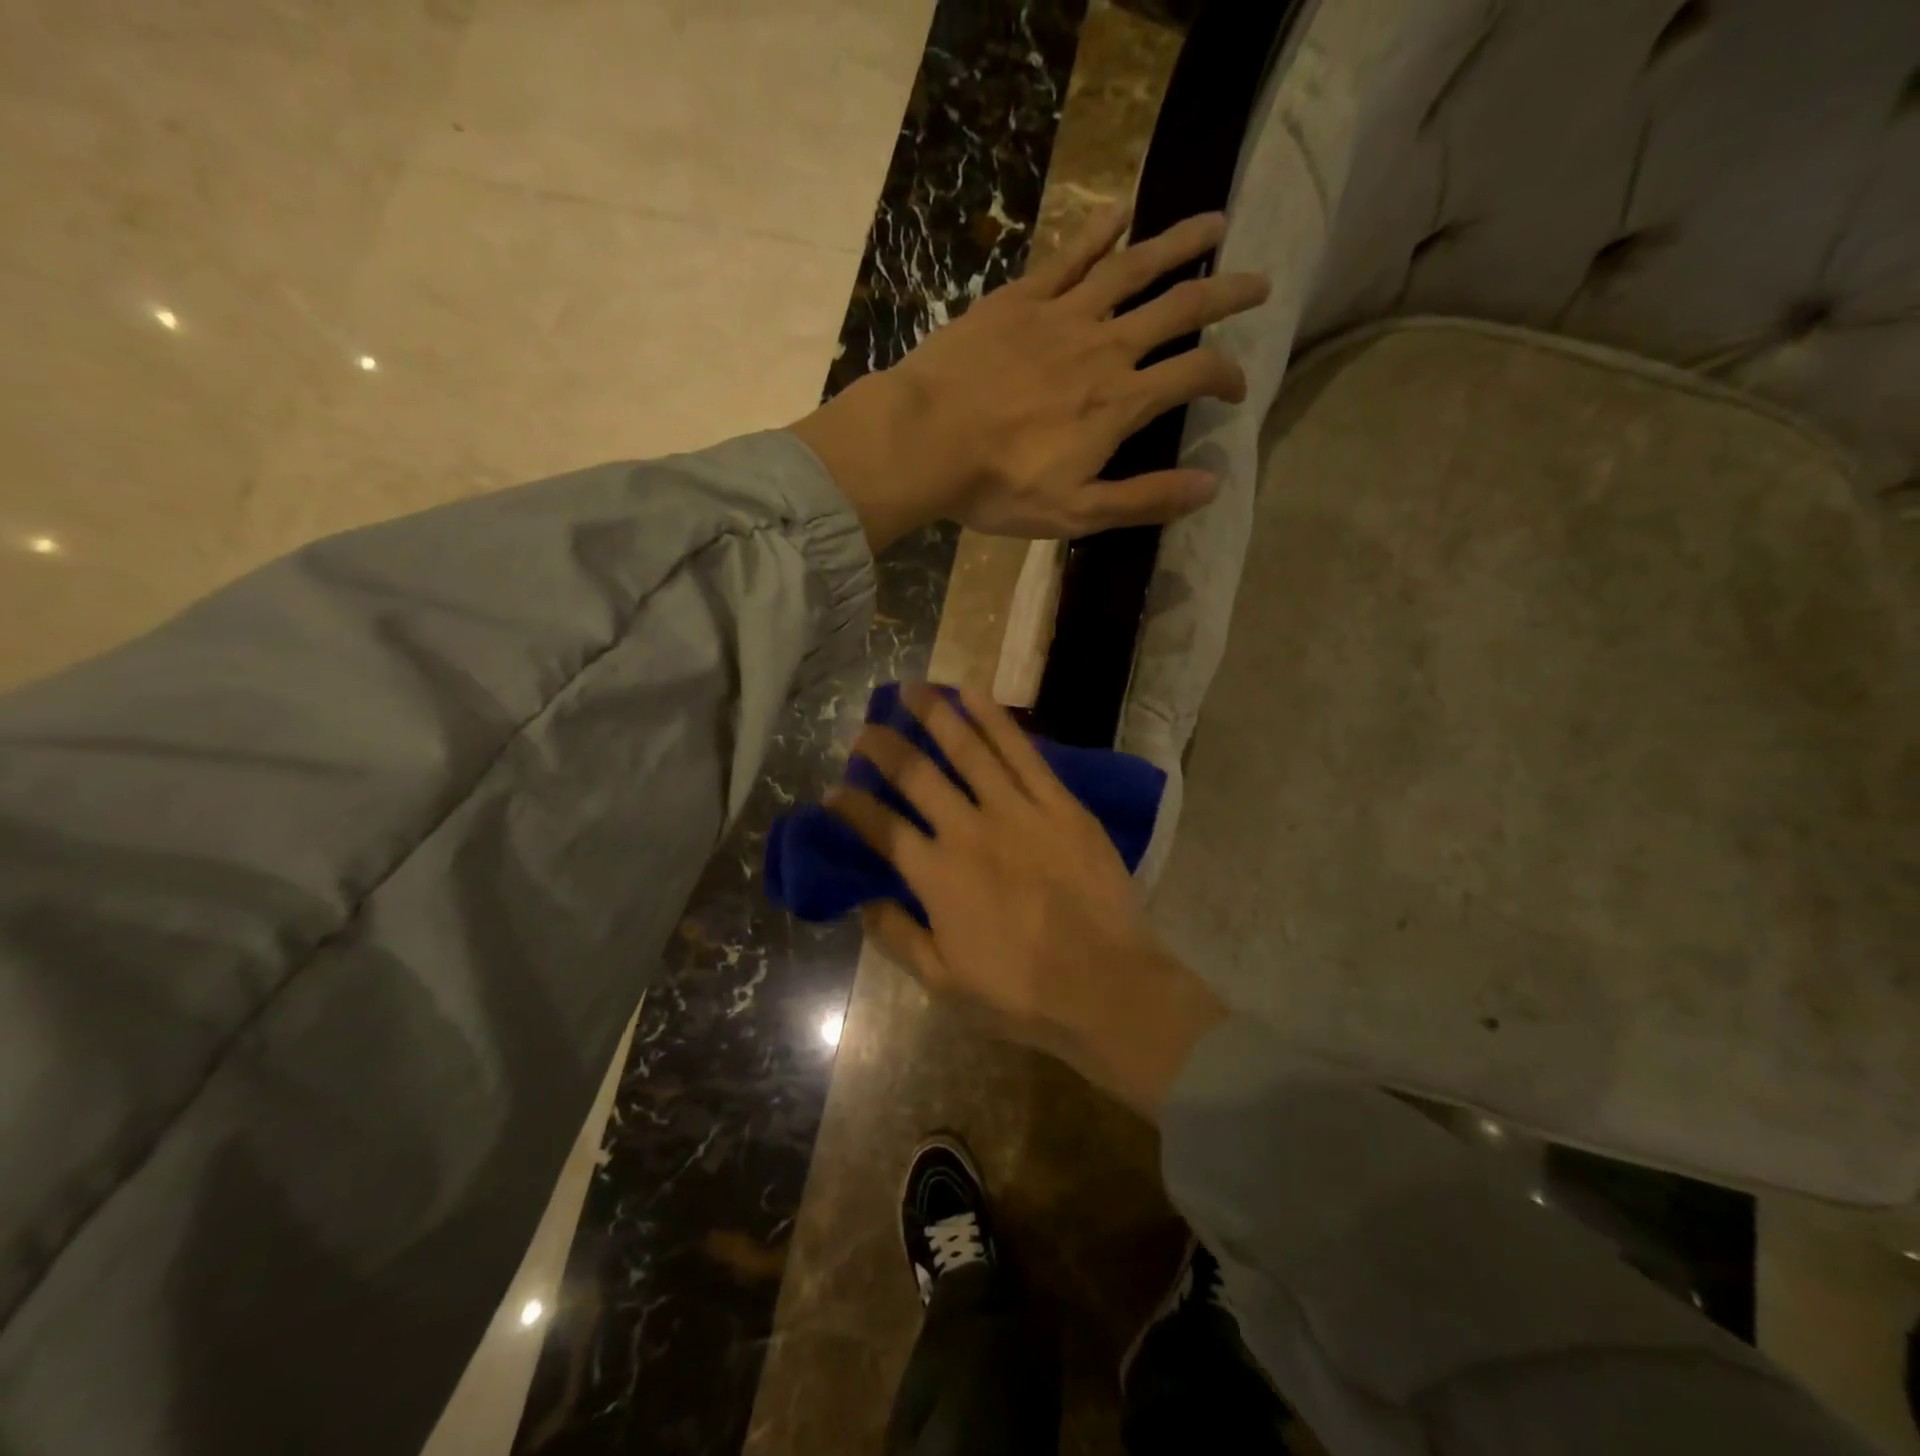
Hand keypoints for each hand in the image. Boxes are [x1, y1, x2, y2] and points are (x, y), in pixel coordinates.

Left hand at [792, 207, 1269, 551]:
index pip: (1194, 376)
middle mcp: (1104, 347)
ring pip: (1133, 267)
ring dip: (1178, 243)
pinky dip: (1099, 231)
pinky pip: (1069, 255)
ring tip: (1214, 223)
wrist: (924, 441)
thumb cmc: (998, 486)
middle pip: (1179, 308)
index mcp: (1120, 402)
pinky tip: (1122, 211)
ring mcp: (1061, 315)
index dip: (1226, 377)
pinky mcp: (1020, 298)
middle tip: (1259, 281)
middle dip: (1225, 294)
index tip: (1237, 388)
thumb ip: (1144, 498)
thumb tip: (1211, 486)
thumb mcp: (1076, 511)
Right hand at [825, 682, 1225, 1116]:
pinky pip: (1022, 752)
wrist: (1106, 984)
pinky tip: (973, 694)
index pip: (881, 827)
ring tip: (910, 690)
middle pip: (916, 775)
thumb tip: (862, 902)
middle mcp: (968, 831)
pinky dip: (995, 720)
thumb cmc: (1021, 992)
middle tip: (864, 729)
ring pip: (967, 749)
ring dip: (933, 715)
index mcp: (936, 876)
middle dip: (883, 747)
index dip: (851, 806)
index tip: (833, 790)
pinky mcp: (1058, 803)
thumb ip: (897, 937)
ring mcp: (1016, 811)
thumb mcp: (944, 981)